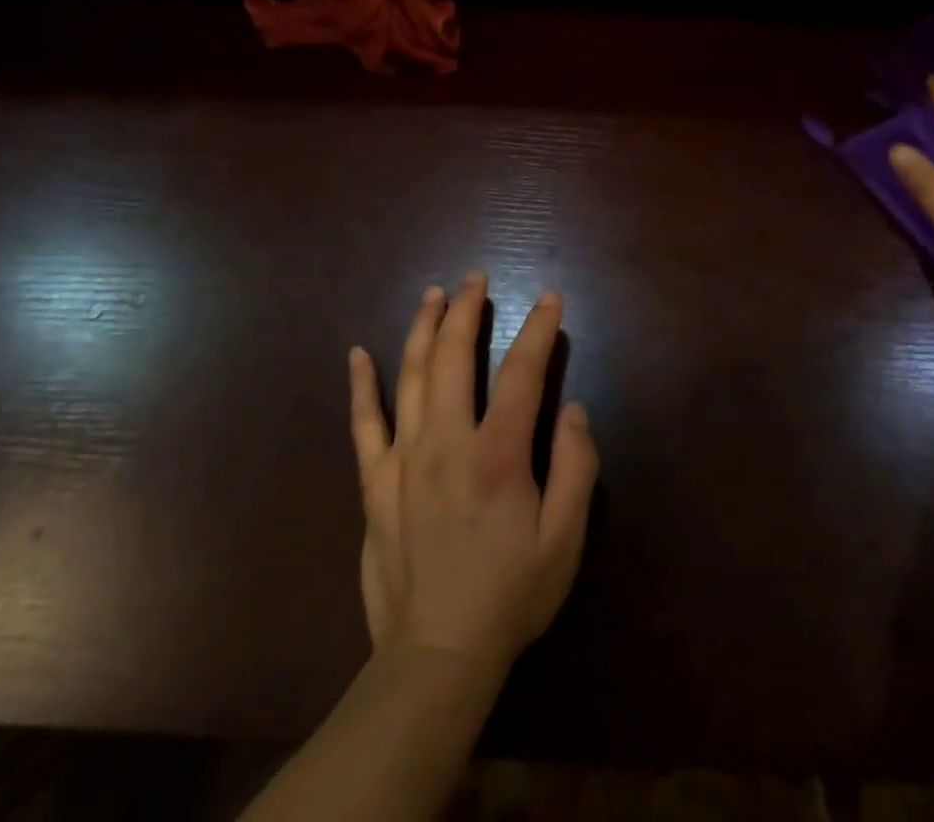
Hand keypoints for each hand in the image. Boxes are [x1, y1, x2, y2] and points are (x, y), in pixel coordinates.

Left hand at [348, 275, 598, 685]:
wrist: (436, 655)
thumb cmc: (510, 595)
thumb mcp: (565, 540)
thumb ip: (576, 467)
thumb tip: (573, 408)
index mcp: (498, 454)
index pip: (521, 372)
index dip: (537, 329)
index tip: (548, 298)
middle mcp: (447, 441)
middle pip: (455, 357)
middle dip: (467, 310)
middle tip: (475, 278)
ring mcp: (404, 458)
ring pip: (411, 375)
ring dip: (423, 328)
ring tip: (434, 294)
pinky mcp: (374, 483)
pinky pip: (364, 423)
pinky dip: (361, 385)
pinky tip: (358, 353)